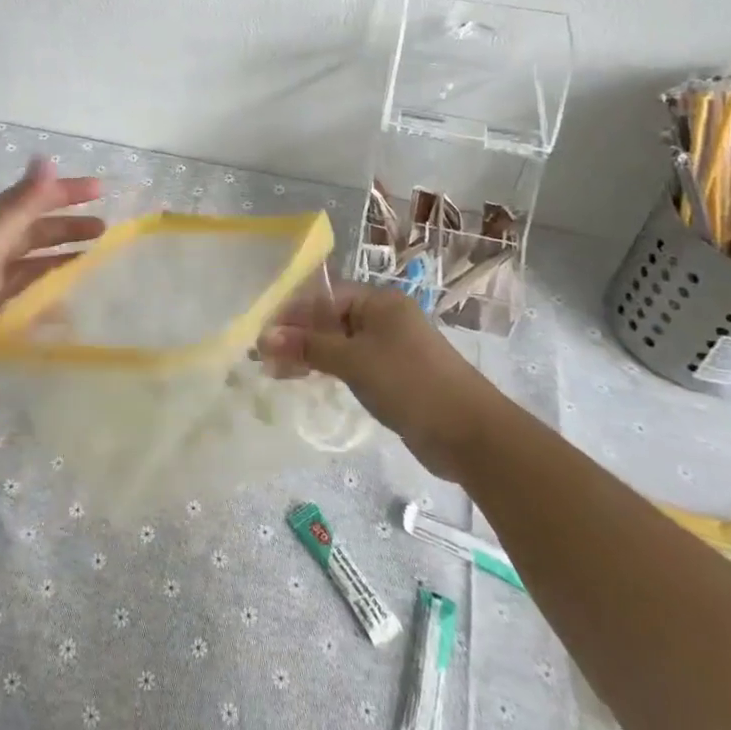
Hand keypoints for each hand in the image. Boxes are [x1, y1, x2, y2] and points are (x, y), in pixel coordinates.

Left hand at [0, 158, 102, 407]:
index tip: (102, 191)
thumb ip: (19, 205)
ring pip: (31, 274)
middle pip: (34, 237)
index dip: (64, 193)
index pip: (31, 202)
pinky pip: (23, 313)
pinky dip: (47, 310)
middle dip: (68, 230)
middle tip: (106, 233)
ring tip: (97, 268)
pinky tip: (71, 313)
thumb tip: (47, 159)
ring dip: (61, 268)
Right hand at [261, 282, 497, 476]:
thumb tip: (265, 336)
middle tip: (262, 358)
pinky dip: (327, 369)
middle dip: (296, 335)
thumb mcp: (354, 361)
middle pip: (329, 318)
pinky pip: (351, 364)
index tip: (261, 334)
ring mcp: (390, 347)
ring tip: (275, 372)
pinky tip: (305, 380)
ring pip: (338, 343)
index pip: (323, 297)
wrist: (469, 433)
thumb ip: (309, 346)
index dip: (291, 314)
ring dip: (308, 354)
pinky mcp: (393, 375)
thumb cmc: (409, 383)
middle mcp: (384, 318)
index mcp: (379, 302)